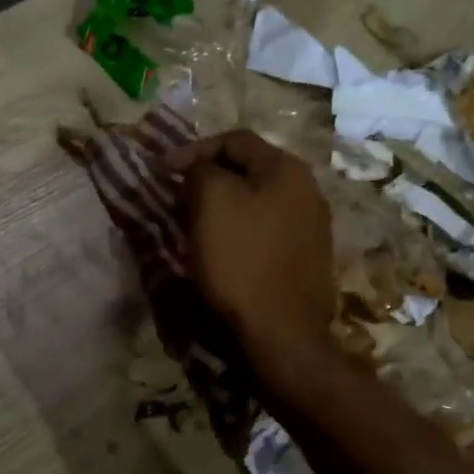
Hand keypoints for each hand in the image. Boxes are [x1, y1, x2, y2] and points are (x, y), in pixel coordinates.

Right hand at [167, 130, 334, 365]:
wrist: (281, 334)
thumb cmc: (241, 261)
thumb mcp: (210, 201)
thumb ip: (202, 171)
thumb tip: (201, 172)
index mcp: (287, 168)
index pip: (234, 139)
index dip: (193, 149)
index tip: (160, 171)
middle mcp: (307, 190)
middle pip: (248, 170)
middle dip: (207, 179)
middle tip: (175, 197)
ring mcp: (312, 227)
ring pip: (256, 202)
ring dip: (222, 207)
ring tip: (192, 224)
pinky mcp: (307, 259)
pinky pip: (266, 230)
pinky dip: (238, 232)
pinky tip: (221, 251)